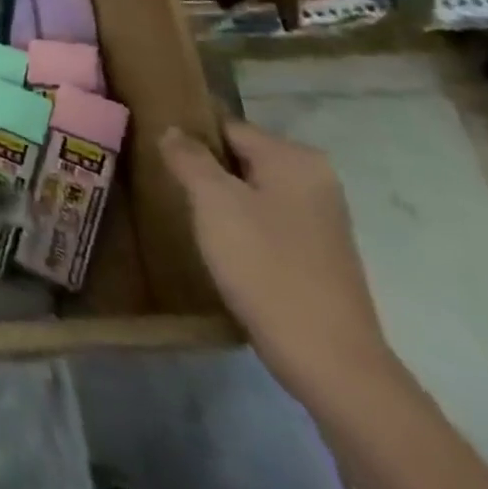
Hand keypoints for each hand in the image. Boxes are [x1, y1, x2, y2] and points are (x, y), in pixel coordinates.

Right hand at [160, 119, 396, 401]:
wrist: (329, 361)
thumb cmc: (266, 267)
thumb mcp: (213, 202)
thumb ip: (189, 157)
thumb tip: (172, 130)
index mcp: (294, 158)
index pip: (227, 127)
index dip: (190, 138)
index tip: (158, 155)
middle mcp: (315, 179)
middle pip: (242, 158)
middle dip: (205, 171)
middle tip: (167, 187)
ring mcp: (322, 219)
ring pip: (254, 192)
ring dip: (222, 201)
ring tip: (189, 218)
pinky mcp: (320, 254)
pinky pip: (269, 222)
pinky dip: (243, 227)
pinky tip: (222, 249)